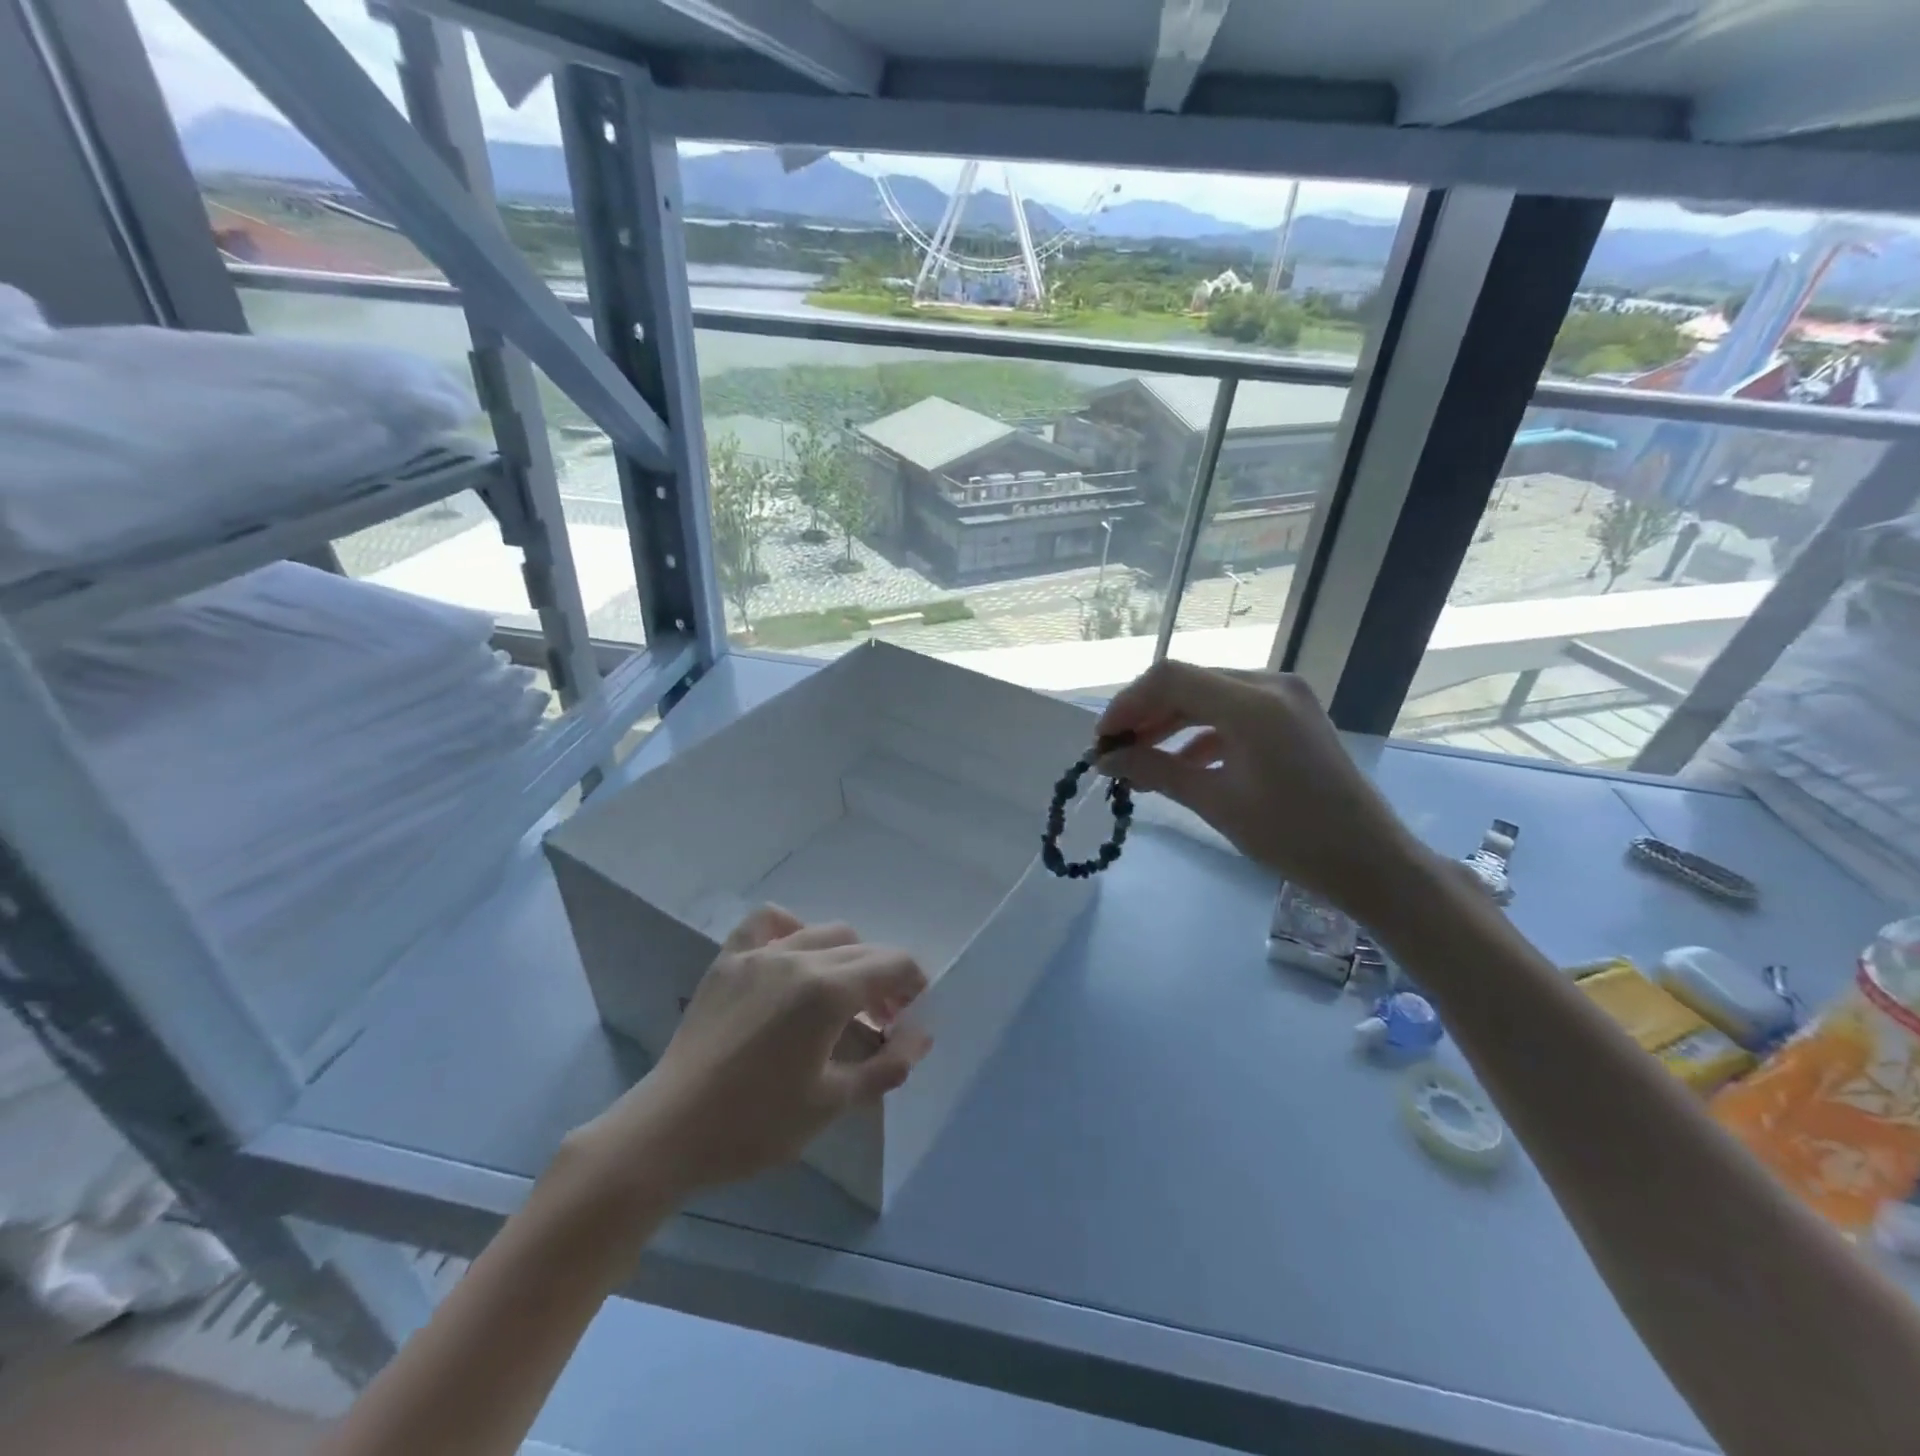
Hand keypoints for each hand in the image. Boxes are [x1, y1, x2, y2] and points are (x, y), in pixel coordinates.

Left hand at [570, 907, 930, 1202]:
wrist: (670, 1131)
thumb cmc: (756, 1125)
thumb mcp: (832, 1103)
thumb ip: (887, 1065)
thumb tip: (922, 1036)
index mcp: (827, 990)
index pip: (892, 964)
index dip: (914, 984)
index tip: (914, 1016)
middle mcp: (798, 956)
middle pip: (862, 949)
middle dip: (885, 978)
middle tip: (886, 1021)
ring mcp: (759, 953)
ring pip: (823, 932)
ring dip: (847, 957)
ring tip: (843, 996)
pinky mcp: (728, 960)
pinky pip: (767, 922)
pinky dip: (791, 928)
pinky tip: (792, 956)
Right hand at [1096, 660, 1427, 916]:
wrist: (1371, 861)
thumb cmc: (1293, 836)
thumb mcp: (1216, 803)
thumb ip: (1156, 771)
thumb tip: (1106, 761)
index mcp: (1253, 703)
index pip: (1171, 678)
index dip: (1128, 704)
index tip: (1102, 741)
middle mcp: (1269, 685)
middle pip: (1188, 682)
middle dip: (1145, 714)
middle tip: (1114, 752)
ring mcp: (1285, 698)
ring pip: (1208, 695)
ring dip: (1170, 723)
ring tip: (1139, 760)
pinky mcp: (1291, 716)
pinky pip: (1232, 712)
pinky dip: (1200, 733)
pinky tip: (1180, 764)